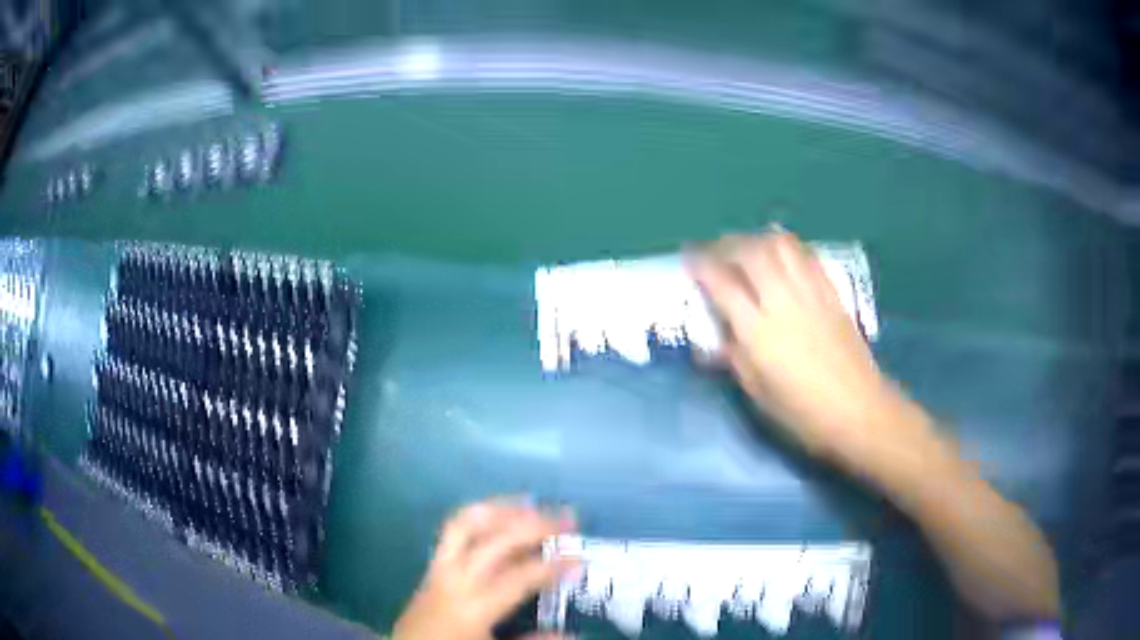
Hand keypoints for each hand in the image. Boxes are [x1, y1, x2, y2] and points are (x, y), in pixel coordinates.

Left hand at [392, 499, 577, 639]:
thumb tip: (571, 632)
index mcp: (472, 607)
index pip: (518, 578)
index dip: (552, 566)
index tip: (579, 556)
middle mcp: (454, 580)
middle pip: (495, 541)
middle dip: (534, 526)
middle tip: (566, 518)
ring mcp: (438, 568)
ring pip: (466, 525)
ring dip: (500, 510)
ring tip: (531, 503)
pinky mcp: (431, 567)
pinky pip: (453, 532)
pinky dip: (478, 517)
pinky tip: (498, 516)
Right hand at [689, 230, 929, 469]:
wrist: (858, 410)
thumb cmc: (803, 412)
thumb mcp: (758, 393)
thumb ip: (734, 358)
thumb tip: (717, 336)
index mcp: (759, 331)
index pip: (723, 284)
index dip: (702, 265)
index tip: (689, 258)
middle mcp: (783, 301)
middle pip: (751, 253)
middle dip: (726, 244)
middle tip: (715, 251)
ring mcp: (810, 293)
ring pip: (780, 245)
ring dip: (756, 239)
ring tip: (746, 248)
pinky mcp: (831, 292)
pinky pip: (806, 255)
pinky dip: (787, 246)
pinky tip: (780, 252)